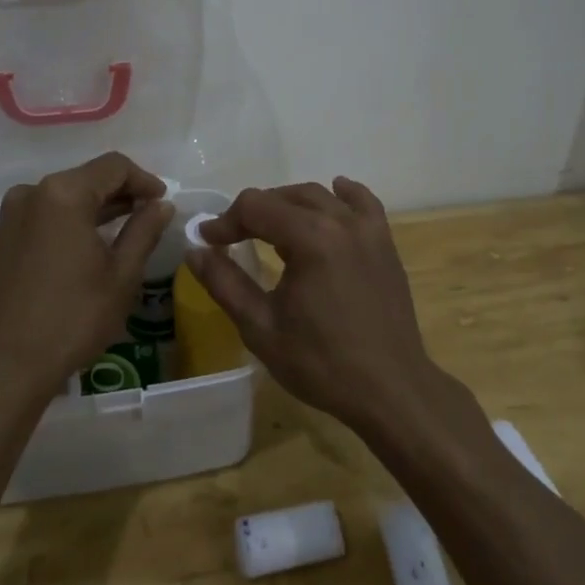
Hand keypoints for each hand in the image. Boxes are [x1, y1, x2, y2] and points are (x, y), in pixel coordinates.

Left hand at [0, 151, 174, 399]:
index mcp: (64, 193)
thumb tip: (162, 205)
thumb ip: (144, 230)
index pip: (114, 166)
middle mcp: (33, 192)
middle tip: (151, 214)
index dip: (144, 180)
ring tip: (129, 226)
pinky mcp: (5, 235)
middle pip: (88, 177)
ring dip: (99, 205)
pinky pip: (48, 212)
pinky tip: (93, 240)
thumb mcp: (121, 274)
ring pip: (67, 194)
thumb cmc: (73, 318)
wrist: (7, 366)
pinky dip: (74, 218)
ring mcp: (14, 213)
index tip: (164, 202)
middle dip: (122, 191)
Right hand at [186, 178, 439, 434]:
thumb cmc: (321, 363)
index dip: (226, 221)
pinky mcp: (385, 243)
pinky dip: (343, 195)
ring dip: (290, 204)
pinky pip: (363, 202)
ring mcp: (368, 229)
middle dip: (254, 212)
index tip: (208, 242)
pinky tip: (334, 195)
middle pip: (286, 196)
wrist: (390, 390)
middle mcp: (340, 221)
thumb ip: (224, 283)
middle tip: (233, 238)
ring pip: (320, 196)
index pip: (256, 207)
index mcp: (310, 238)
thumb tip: (194, 251)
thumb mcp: (261, 327)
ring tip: (271, 229)